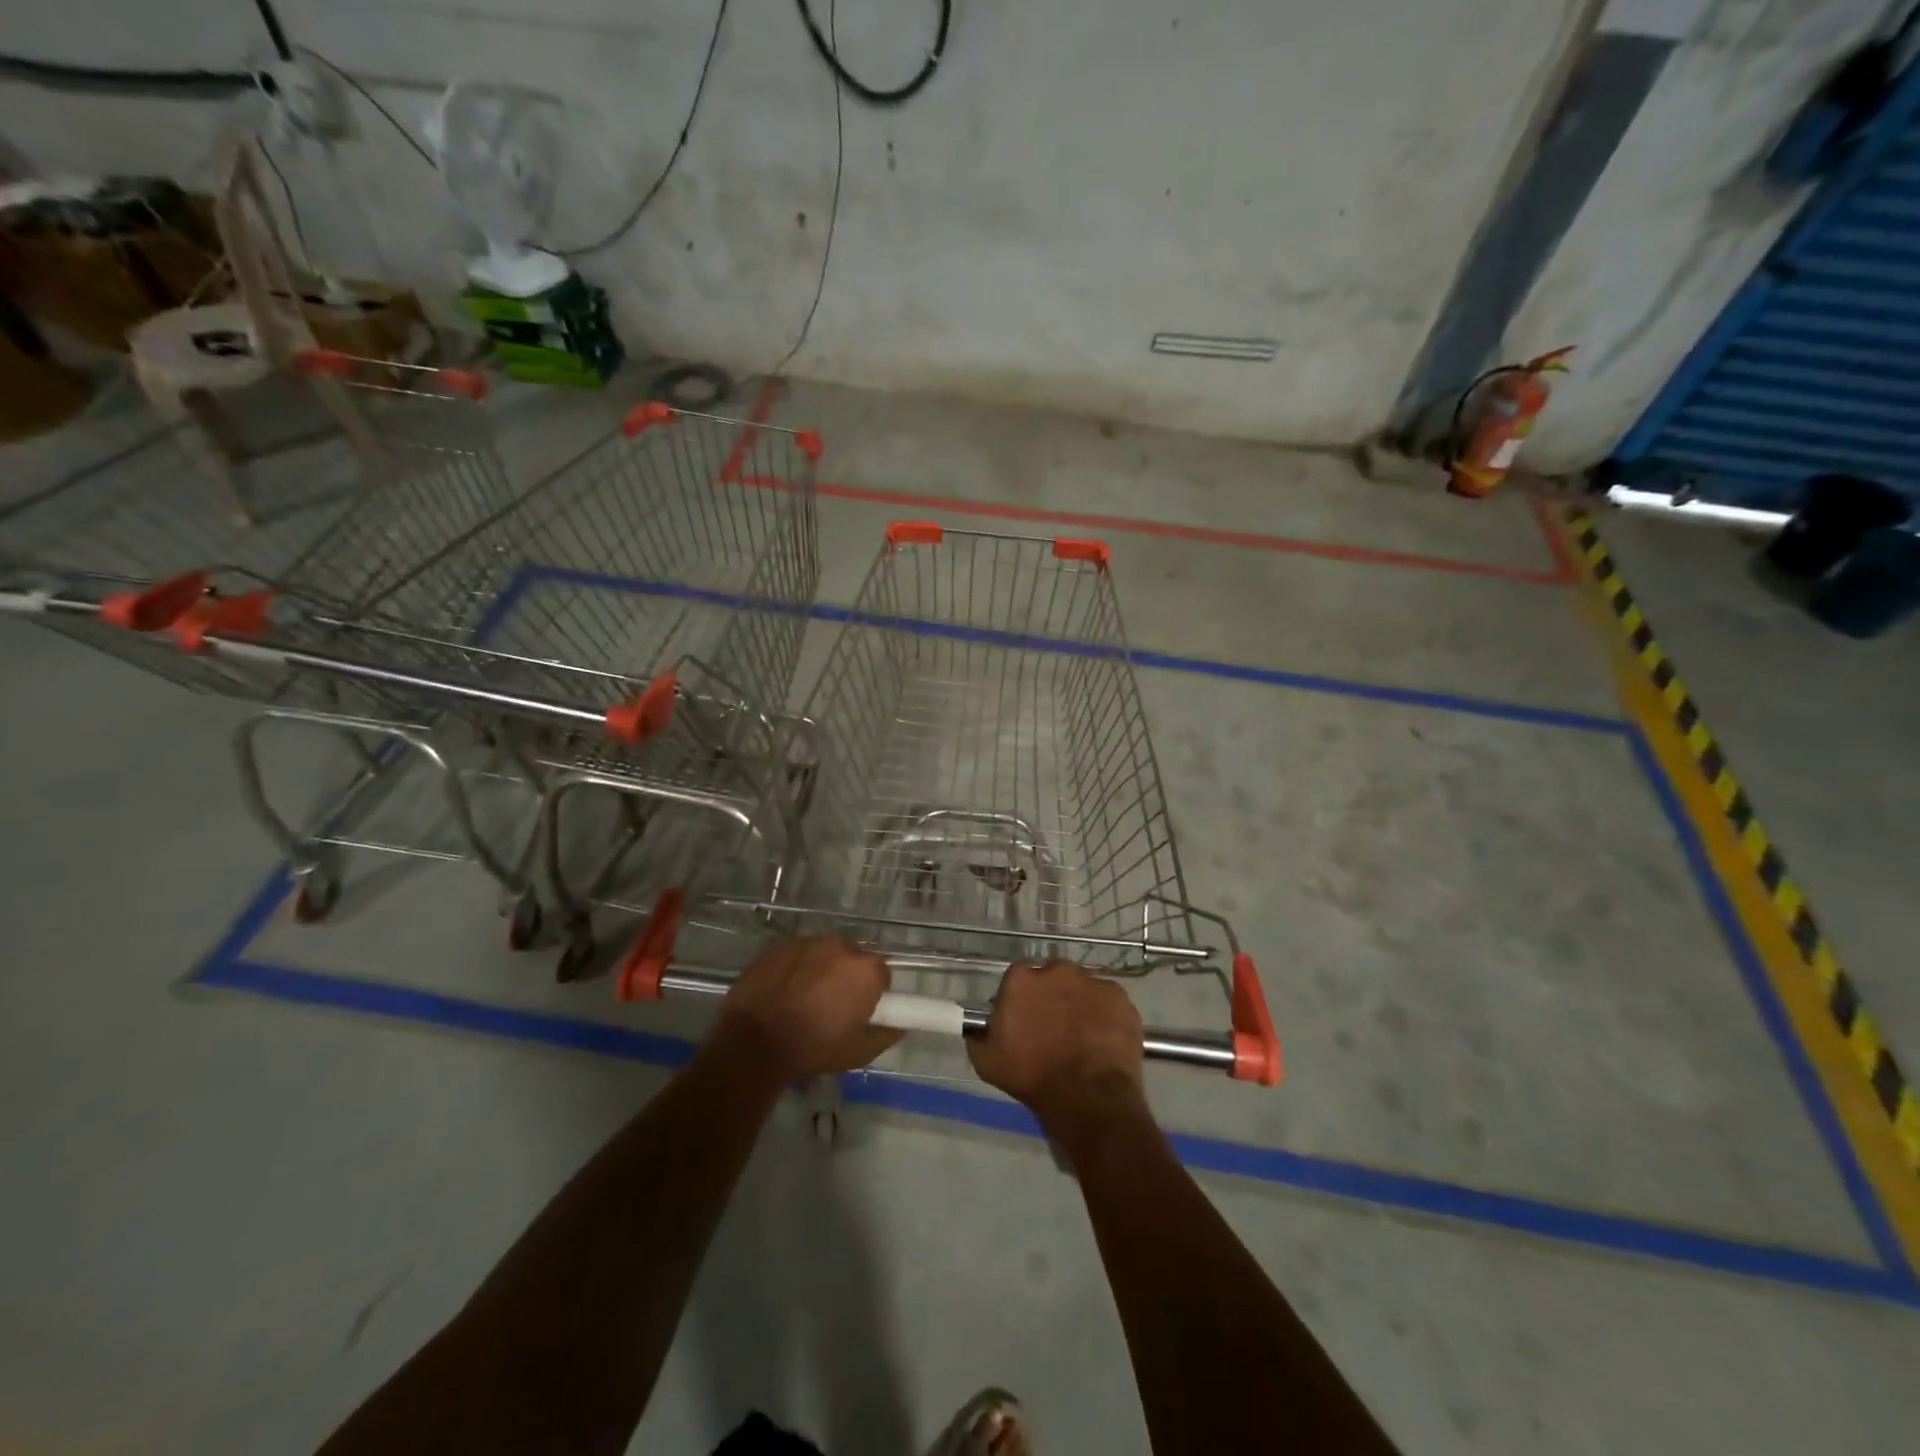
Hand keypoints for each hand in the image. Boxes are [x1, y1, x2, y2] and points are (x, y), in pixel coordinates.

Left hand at [713, 935, 900, 1077]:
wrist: (754, 1041)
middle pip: (853, 959)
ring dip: (821, 970)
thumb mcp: (859, 1052)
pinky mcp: (780, 945)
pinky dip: (796, 968)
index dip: (873, 993)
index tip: (859, 1011)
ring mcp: (809, 942)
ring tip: (804, 999)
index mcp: (866, 969)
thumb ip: (886, 1034)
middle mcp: (842, 946)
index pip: (882, 974)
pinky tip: (783, 991)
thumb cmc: (813, 1047)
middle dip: (847, 978)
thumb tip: (900, 1024)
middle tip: (832, 1007)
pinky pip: (798, 954)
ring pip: (824, 954)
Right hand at [968, 961, 1144, 1124]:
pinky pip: (1108, 1002)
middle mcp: (1057, 970)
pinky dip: (1105, 1016)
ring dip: (1079, 1005)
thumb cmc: (1031, 1076)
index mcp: (1022, 978)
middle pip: (1052, 978)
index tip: (1024, 1022)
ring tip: (1081, 1038)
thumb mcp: (986, 1060)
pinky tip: (1102, 1041)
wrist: (1086, 1097)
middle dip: (1052, 997)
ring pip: (1082, 988)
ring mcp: (1092, 981)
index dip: (1021, 1000)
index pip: (1018, 979)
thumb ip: (979, 1034)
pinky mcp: (1120, 997)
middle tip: (1054, 1030)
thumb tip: (980, 1028)